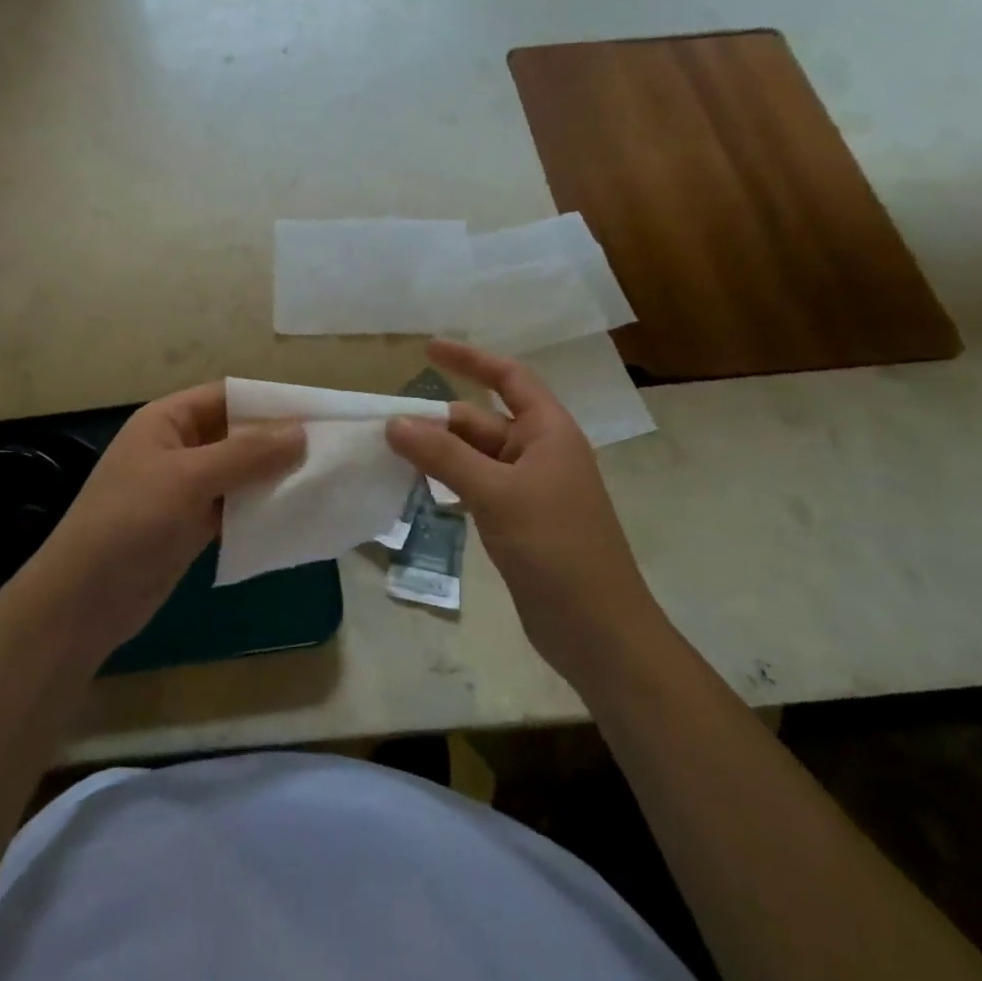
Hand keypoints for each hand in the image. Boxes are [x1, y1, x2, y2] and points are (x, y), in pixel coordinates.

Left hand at [26, 383, 303, 654]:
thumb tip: (301, 432)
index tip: (320, 413)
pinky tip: (295, 515)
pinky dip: (260, 509)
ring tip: (323, 482)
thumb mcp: (188, 479)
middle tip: (331, 451)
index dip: (271, 402)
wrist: (84, 600)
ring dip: (273, 477)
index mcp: (168, 420)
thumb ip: (245, 454)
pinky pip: (233, 507)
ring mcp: (184, 488)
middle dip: (278, 441)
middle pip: (236, 434)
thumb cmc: (130, 522)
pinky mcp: (190, 525)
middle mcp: (178, 447)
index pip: (228, 396)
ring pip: (238, 473)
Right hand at [386, 339, 664, 680]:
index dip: (470, 359)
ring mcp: (528, 489)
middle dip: (437, 419)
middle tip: (384, 423)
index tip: (427, 349)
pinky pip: (474, 486)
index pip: (508, 378)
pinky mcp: (516, 520)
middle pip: (480, 421)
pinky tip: (415, 487)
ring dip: (437, 452)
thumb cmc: (555, 548)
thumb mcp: (497, 493)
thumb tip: (394, 423)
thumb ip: (444, 456)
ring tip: (389, 452)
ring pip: (473, 456)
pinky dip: (446, 481)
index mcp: (548, 432)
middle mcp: (539, 452)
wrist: (597, 631)